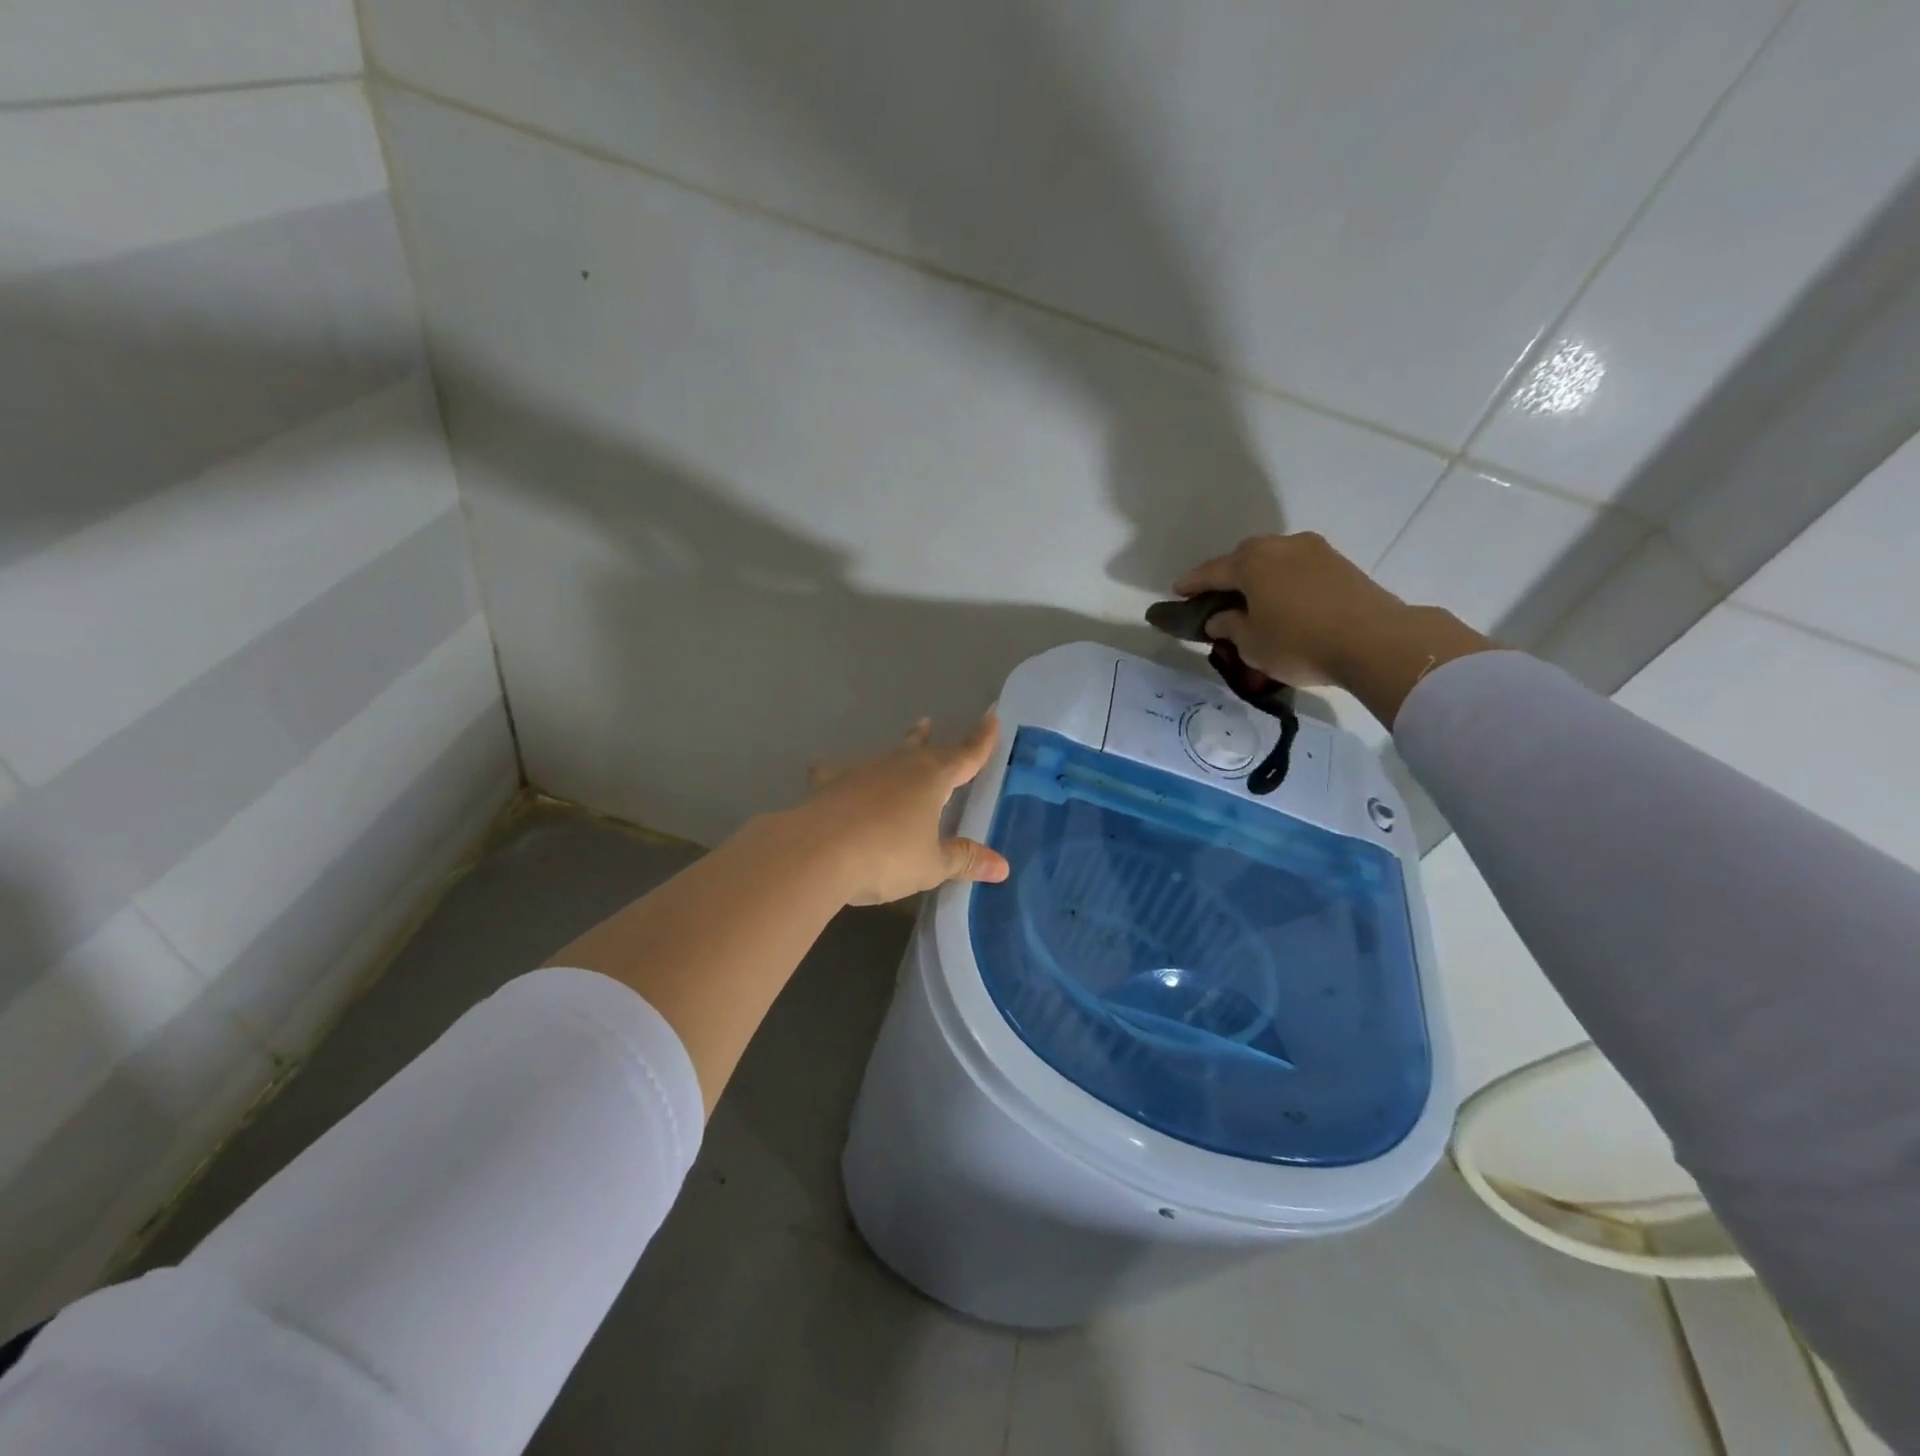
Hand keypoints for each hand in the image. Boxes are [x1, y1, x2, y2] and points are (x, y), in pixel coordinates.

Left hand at [797, 715, 1010, 905]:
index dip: (981, 741)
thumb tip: (1002, 866)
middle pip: (923, 750)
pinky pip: (834, 773)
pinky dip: (833, 771)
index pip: (965, 756)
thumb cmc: (886, 857)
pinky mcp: (828, 786)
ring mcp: (861, 773)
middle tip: (931, 724)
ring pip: (886, 755)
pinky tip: (821, 766)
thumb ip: (964, 860)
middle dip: (934, 741)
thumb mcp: (931, 865)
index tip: (991, 719)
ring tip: (904, 739)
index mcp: (932, 780)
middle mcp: (899, 767)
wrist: (818, 852)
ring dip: (898, 749)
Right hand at [1175, 533, 1493, 726]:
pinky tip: (1284, 600)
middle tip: (1218, 597)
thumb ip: (1229, 626)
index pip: (1211, 571)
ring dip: (1260, 575)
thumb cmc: (1299, 642)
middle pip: (1244, 556)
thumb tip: (1219, 618)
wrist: (1374, 640)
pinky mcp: (1340, 564)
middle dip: (1228, 574)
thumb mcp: (1251, 644)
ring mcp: (1314, 551)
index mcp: (1251, 562)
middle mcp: (1280, 546)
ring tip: (1254, 599)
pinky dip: (1284, 580)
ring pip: (1274, 558)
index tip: (1177, 592)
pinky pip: (1298, 567)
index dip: (1192, 584)